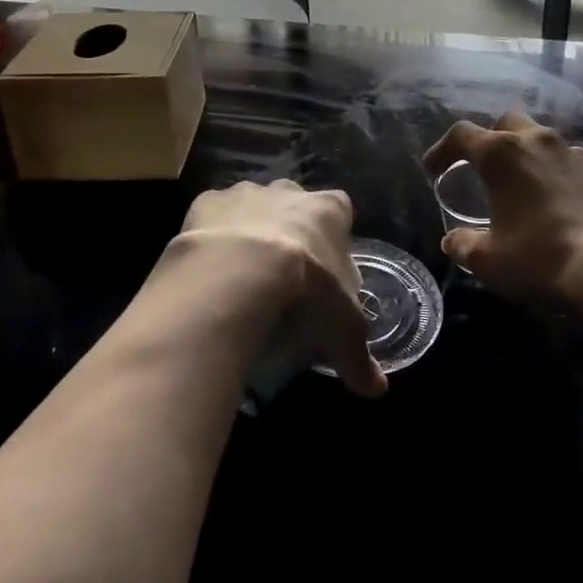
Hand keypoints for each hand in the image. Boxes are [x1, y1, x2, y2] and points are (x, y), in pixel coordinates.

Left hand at [178, 180, 387, 396]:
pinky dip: (212, 237)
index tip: (324, 270)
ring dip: (249, 230)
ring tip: (241, 275)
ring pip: (251, 205)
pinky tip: (209, 270)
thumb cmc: (306, 291)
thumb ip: (359, 357)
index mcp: (329, 210)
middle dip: (289, 229)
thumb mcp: (342, 330)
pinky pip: (212, 216)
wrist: (237, 273)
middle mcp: (289, 192)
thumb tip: (376, 390)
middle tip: (282, 274)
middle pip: (293, 204)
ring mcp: (245, 193)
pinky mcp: (206, 202)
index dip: (333, 238)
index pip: (340, 212)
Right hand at [423, 110, 582, 305]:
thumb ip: (463, 244)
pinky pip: (573, 165)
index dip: (442, 149)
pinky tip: (561, 204)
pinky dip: (560, 176)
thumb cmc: (539, 259)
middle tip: (483, 167)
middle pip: (506, 123)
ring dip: (528, 156)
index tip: (434, 168)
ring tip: (524, 186)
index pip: (461, 135)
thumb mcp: (488, 260)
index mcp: (502, 154)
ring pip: (543, 141)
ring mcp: (576, 155)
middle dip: (491, 139)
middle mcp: (539, 142)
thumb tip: (453, 240)